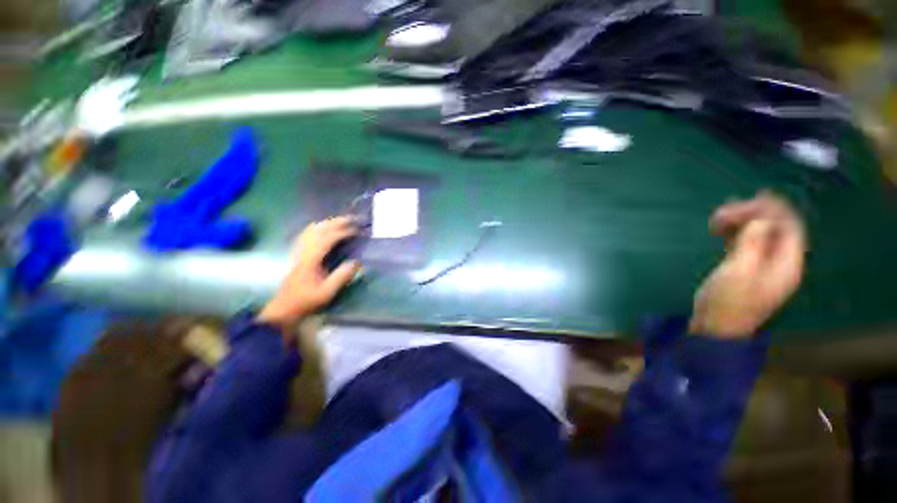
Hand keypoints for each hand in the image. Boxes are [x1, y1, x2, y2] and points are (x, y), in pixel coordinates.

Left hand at [257, 217, 360, 327]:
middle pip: (319, 229)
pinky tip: (322, 229)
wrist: (284, 308)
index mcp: (312, 259)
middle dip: (336, 222)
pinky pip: (306, 235)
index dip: (343, 232)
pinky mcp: (297, 254)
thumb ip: (342, 276)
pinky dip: (317, 228)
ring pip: (311, 230)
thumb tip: (357, 262)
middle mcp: (304, 251)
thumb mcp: (327, 292)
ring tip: (340, 222)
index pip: (328, 238)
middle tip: (352, 220)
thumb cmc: (306, 301)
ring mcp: (299, 251)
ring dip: (327, 223)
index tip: (357, 231)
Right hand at [689, 191, 806, 338]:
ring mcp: (762, 265)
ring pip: (759, 234)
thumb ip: (752, 244)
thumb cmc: (727, 302)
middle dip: (752, 215)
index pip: (790, 227)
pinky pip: (746, 242)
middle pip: (775, 228)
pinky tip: (719, 229)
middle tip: (722, 212)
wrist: (715, 328)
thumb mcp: (739, 272)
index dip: (774, 210)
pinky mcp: (746, 267)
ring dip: (740, 222)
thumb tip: (761, 219)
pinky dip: (735, 232)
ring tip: (716, 219)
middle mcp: (779, 262)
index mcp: (786, 264)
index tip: (749, 199)